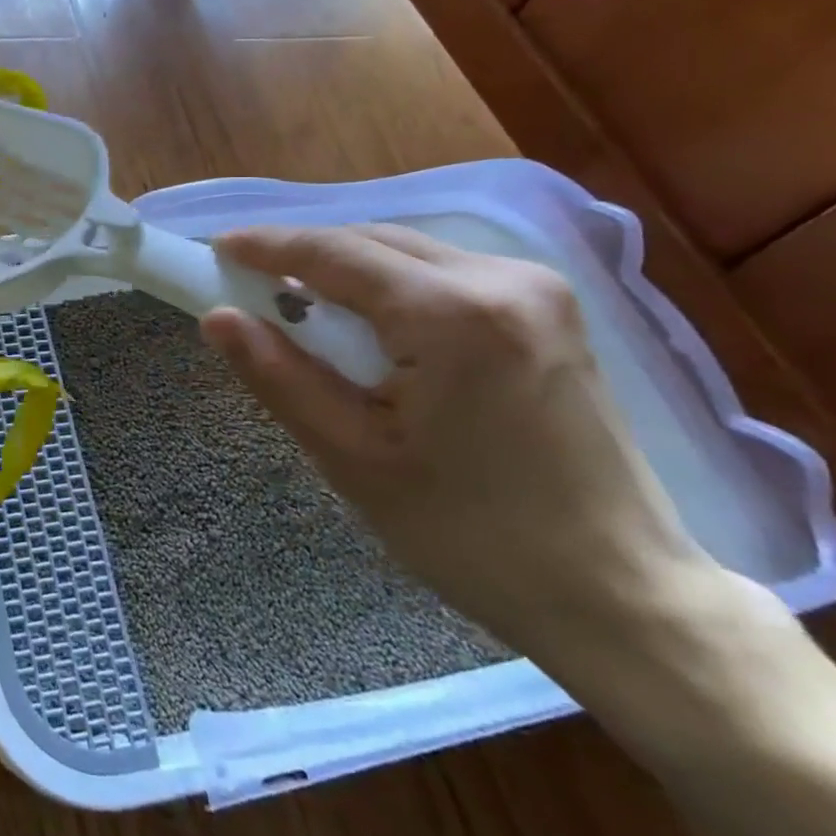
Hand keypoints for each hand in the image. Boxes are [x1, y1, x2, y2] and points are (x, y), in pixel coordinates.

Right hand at [200, 225, 720, 672]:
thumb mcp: (352, 458)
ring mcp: (537, 290)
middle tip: (248, 284)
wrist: (620, 594)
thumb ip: (279, 377)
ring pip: (408, 252)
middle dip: (305, 256)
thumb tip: (216, 317)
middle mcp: (502, 279)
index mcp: (453, 314)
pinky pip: (443, 273)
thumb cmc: (472, 535)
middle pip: (374, 241)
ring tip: (298, 309)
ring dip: (346, 270)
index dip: (268, 245)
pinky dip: (390, 286)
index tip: (215, 248)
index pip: (335, 253)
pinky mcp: (550, 311)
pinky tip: (368, 325)